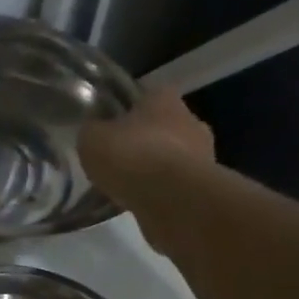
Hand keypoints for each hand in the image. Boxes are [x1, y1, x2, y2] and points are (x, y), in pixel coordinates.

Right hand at [78, 87, 215, 198]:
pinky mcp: (206, 186)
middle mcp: (190, 119)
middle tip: (118, 159)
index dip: (125, 111)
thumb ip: (93, 130)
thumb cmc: (131, 156)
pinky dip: (161, 191)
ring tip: (127, 186)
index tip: (110, 128)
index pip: (144, 96)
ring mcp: (204, 153)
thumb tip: (94, 130)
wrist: (172, 199)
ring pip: (172, 157)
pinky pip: (176, 184)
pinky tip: (140, 202)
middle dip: (143, 141)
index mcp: (163, 98)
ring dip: (154, 168)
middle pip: (161, 127)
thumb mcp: (92, 138)